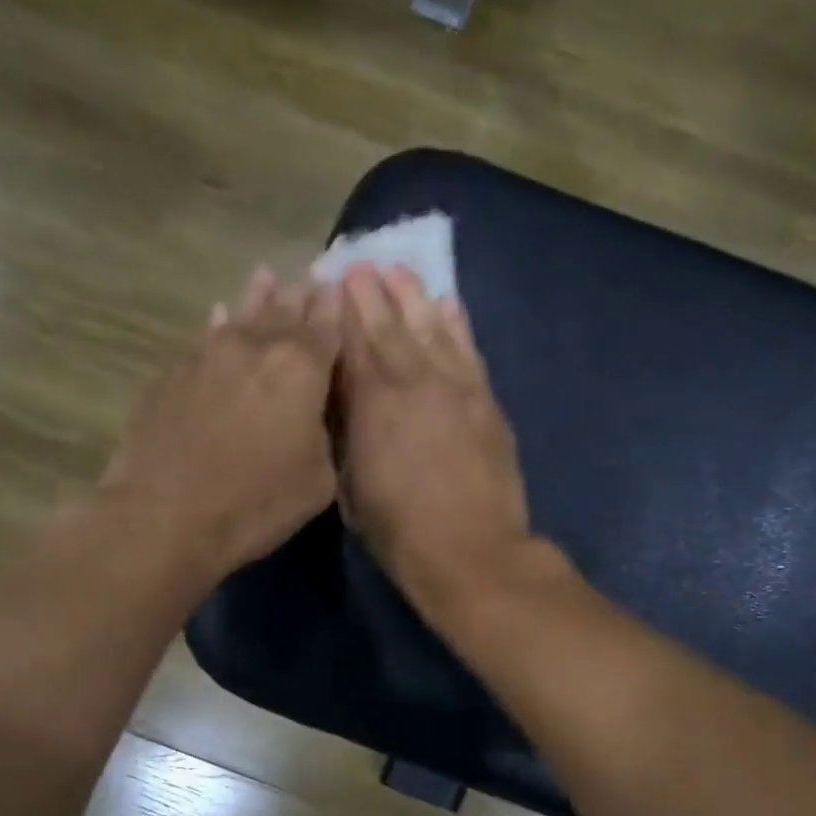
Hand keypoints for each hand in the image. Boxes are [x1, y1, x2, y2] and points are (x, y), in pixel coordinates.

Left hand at [94, 268, 341, 593]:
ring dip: (257, 297)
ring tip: (265, 276)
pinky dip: (219, 325)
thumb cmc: (256, 502)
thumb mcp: (319, 480)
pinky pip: (204, 338)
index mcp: (301, 367)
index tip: (341, 290)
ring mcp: (207, 354)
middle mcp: (255, 346)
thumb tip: (315, 413)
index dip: (336, 309)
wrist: (165, 515)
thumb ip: (325, 434)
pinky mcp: (171, 373)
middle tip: (311, 279)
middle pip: (284, 311)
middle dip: (301, 297)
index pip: (327, 326)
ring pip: (240, 315)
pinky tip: (218, 317)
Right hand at [335, 265, 534, 616]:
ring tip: (400, 272)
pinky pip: (469, 350)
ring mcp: (455, 387)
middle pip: (389, 327)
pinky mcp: (486, 401)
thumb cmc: (399, 531)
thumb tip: (344, 402)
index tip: (329, 285)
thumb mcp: (352, 488)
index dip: (340, 313)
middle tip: (359, 265)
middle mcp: (413, 382)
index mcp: (371, 404)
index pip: (352, 344)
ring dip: (413, 298)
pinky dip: (457, 324)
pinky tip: (448, 304)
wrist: (471, 550)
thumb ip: (348, 435)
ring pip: (431, 329)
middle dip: (372, 294)